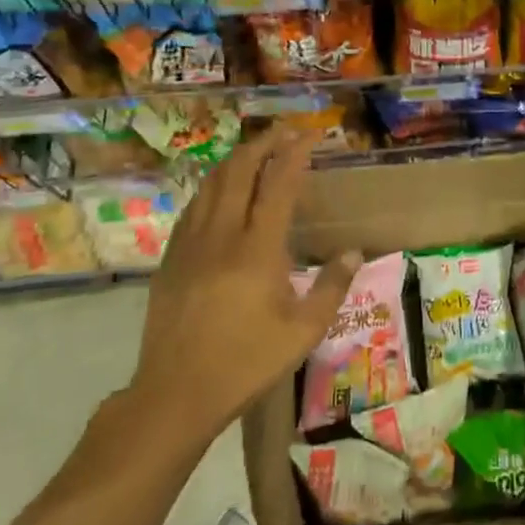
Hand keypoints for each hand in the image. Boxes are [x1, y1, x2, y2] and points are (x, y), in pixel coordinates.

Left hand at [121, 129, 359, 447]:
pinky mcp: (171, 259)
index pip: (277, 184)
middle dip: (262, 144)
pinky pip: (193, 207)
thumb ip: (331, 287)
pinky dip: (212, 187)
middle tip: (282, 132)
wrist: (176, 393)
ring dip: (235, 161)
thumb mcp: (303, 331)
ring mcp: (190, 244)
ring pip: (211, 185)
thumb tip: (353, 252)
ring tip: (254, 152)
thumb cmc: (246, 362)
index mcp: (257, 249)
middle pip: (238, 171)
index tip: (308, 135)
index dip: (293, 153)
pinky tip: (219, 193)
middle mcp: (222, 235)